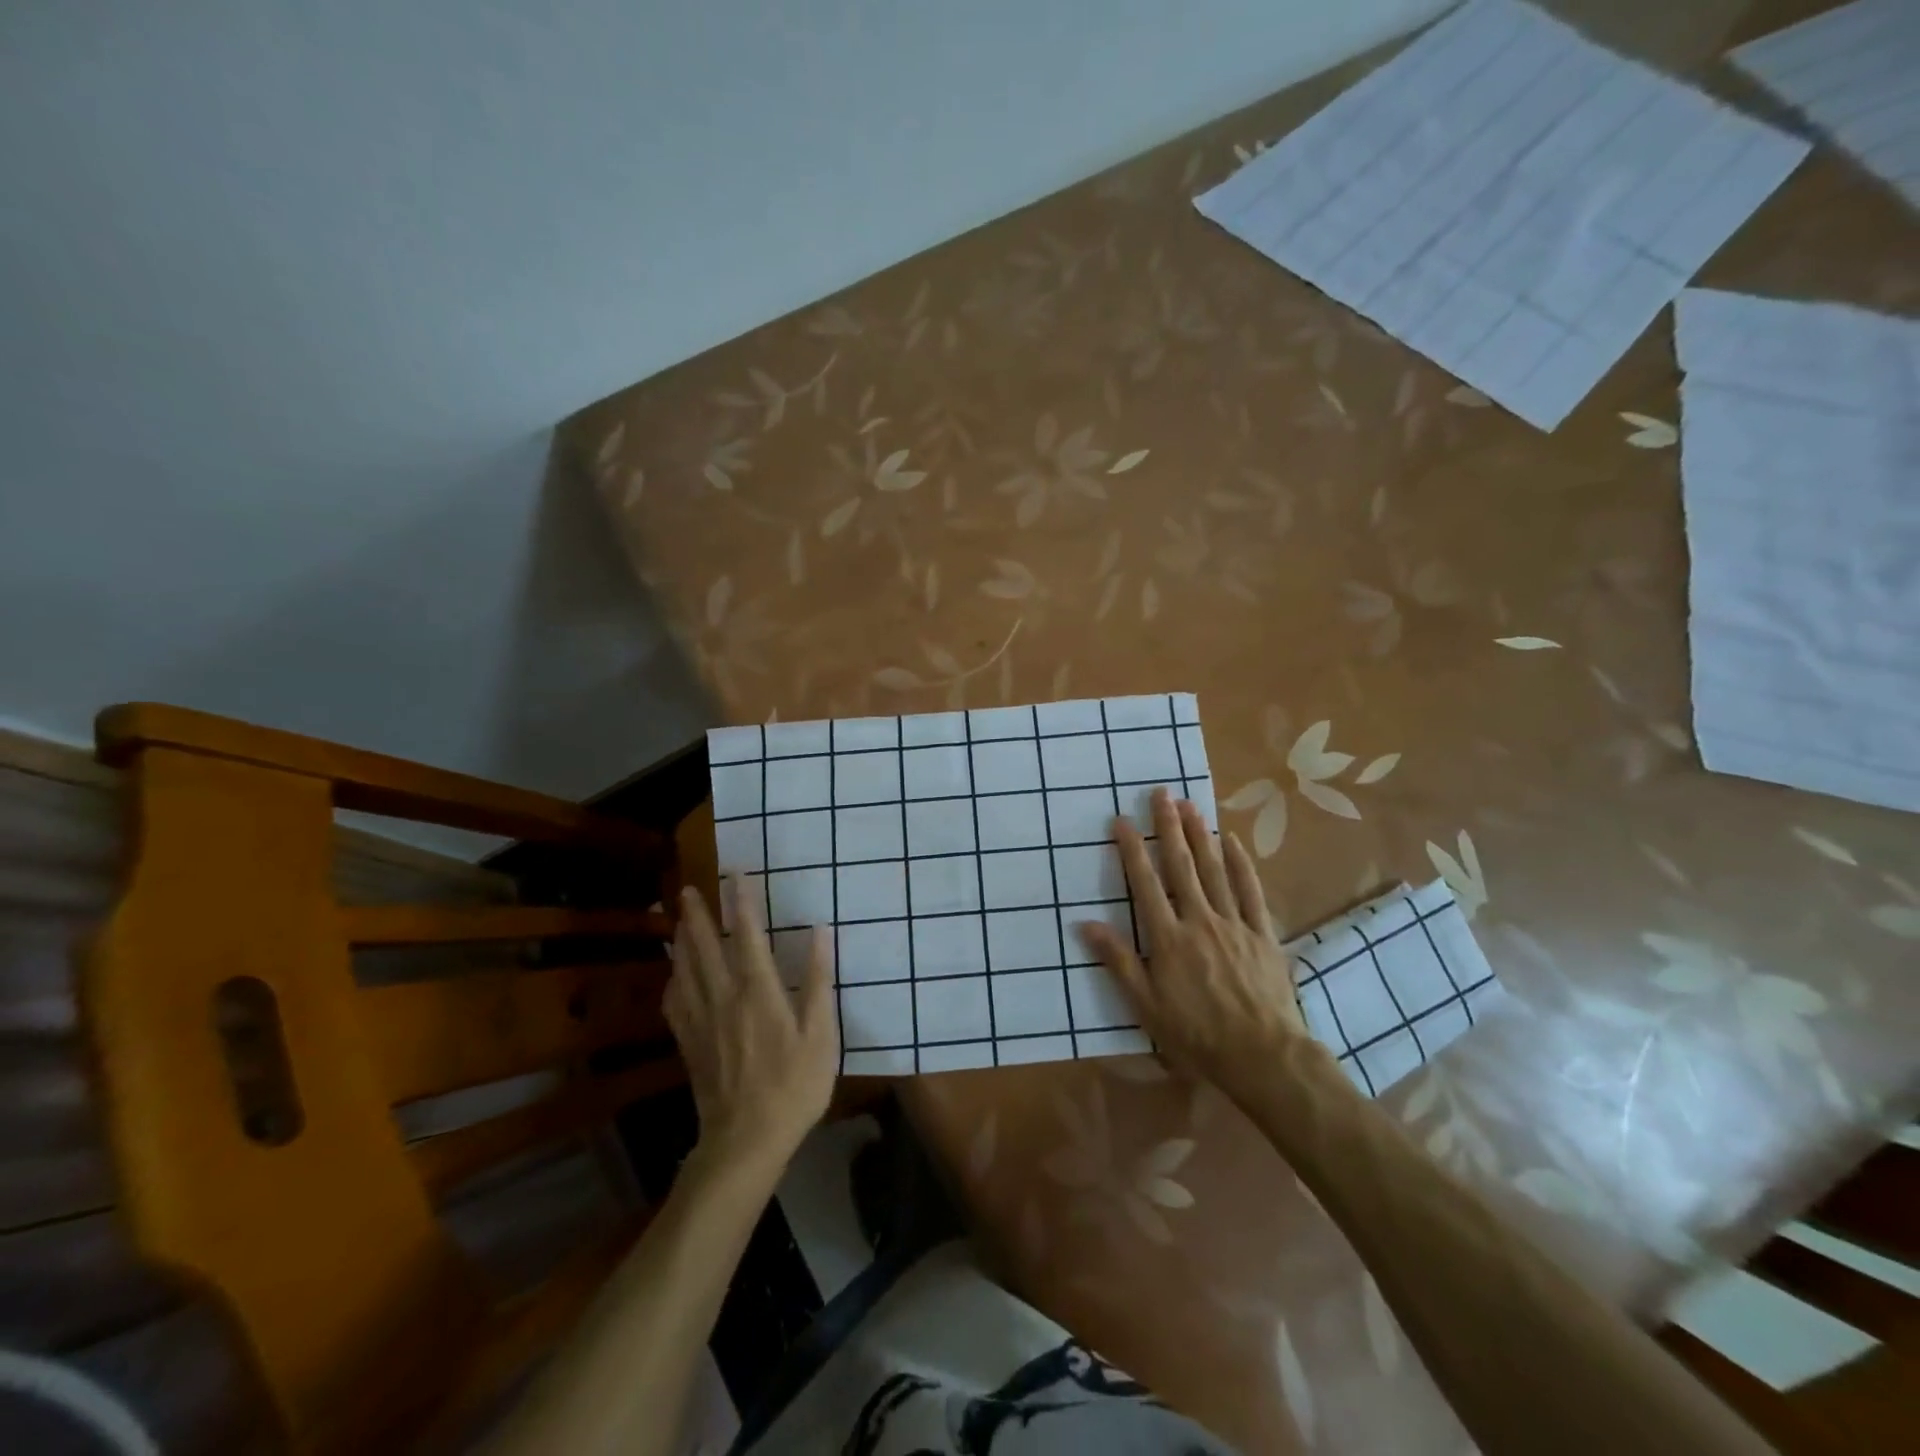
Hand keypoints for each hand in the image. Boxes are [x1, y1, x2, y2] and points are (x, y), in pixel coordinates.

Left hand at [665, 878, 838, 1174]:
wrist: (746, 1141)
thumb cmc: (793, 1086)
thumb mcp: (821, 1035)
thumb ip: (818, 982)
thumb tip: (820, 933)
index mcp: (759, 991)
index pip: (749, 935)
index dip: (742, 902)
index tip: (736, 874)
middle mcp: (724, 997)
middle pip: (706, 947)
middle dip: (697, 916)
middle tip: (687, 890)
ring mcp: (702, 1021)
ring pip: (685, 971)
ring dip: (680, 941)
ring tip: (676, 920)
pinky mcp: (689, 1045)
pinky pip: (675, 1004)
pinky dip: (672, 982)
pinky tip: (673, 976)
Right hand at [1076, 787, 1319, 1105]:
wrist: (1262, 1055)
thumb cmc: (1196, 1034)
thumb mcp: (1146, 1006)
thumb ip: (1117, 961)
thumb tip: (1085, 924)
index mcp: (1168, 938)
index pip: (1145, 884)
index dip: (1132, 850)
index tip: (1122, 820)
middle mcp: (1199, 920)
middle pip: (1181, 866)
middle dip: (1169, 827)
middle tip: (1161, 794)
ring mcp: (1234, 923)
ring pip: (1214, 870)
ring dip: (1201, 835)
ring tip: (1190, 805)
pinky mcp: (1262, 933)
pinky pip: (1250, 891)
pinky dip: (1241, 864)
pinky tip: (1233, 841)